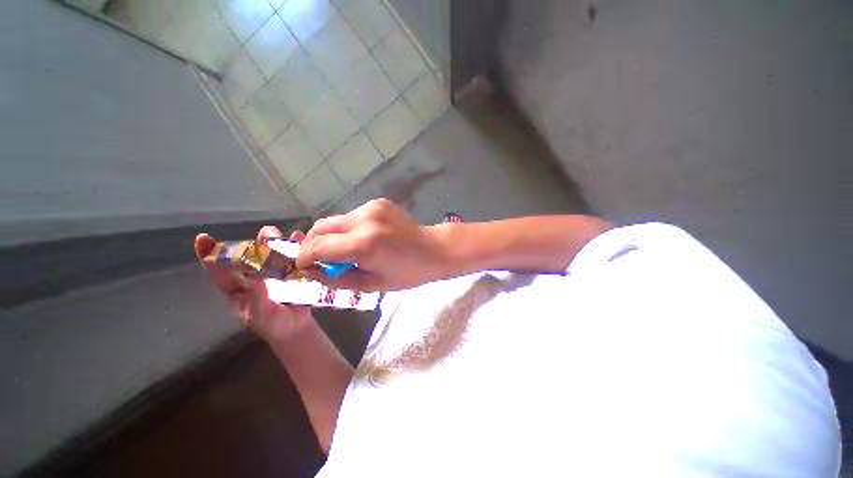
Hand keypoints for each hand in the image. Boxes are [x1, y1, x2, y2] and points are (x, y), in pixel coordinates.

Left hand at [195, 226, 312, 341]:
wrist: (294, 326)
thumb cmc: (272, 324)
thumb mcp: (260, 315)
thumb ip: (256, 297)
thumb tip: (254, 277)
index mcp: (237, 286)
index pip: (220, 269)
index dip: (210, 253)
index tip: (203, 239)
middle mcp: (254, 274)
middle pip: (252, 253)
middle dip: (257, 241)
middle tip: (268, 233)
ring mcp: (273, 270)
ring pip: (272, 251)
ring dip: (276, 240)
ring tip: (282, 235)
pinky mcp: (291, 269)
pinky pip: (293, 255)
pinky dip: (296, 244)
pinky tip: (300, 237)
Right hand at [297, 199, 446, 291]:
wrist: (434, 250)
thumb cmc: (408, 273)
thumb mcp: (372, 284)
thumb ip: (337, 279)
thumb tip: (311, 271)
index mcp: (364, 244)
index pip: (317, 247)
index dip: (304, 258)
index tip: (302, 267)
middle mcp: (364, 220)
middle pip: (321, 227)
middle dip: (312, 244)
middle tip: (318, 259)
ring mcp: (371, 207)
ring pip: (335, 220)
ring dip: (331, 236)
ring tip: (342, 250)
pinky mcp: (377, 203)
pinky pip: (352, 216)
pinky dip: (348, 229)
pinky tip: (361, 239)